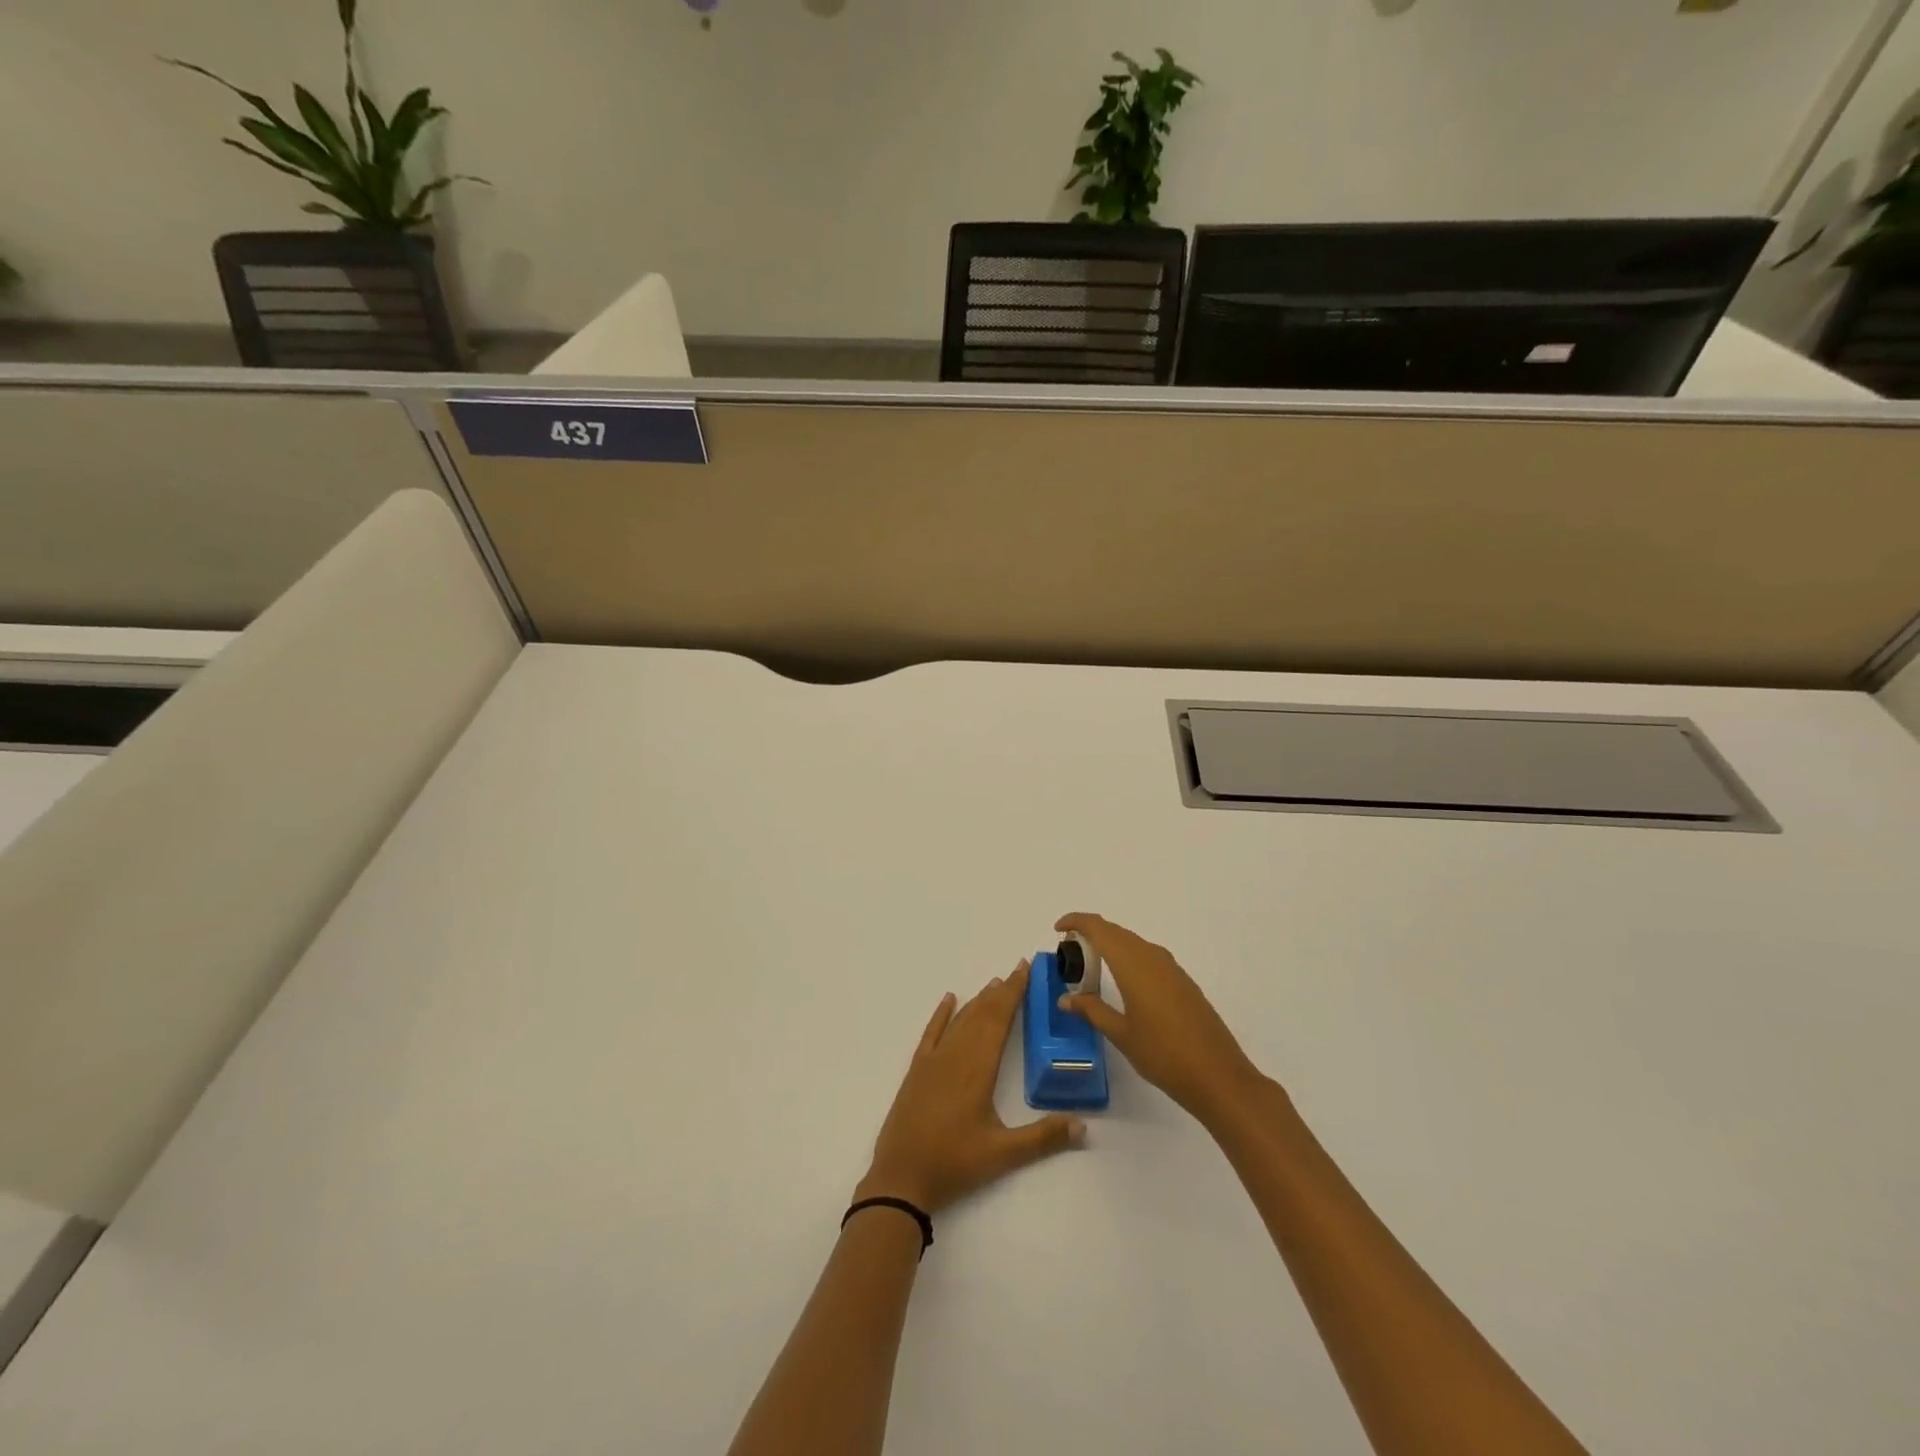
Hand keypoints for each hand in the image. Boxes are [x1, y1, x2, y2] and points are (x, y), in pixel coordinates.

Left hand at [857, 962, 1083, 1214]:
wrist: (901, 1177)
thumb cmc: (954, 1163)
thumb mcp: (1003, 1154)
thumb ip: (1043, 1138)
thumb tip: (1083, 1125)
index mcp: (978, 1068)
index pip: (999, 1020)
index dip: (1014, 993)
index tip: (1025, 969)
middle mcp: (955, 1055)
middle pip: (982, 1014)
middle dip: (1001, 991)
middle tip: (1018, 970)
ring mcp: (933, 1061)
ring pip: (960, 1020)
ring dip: (978, 1000)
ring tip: (995, 984)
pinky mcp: (917, 1071)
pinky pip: (931, 1033)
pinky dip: (941, 1014)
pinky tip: (949, 999)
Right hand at [1055, 913, 1263, 1125]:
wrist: (1218, 1076)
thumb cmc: (1163, 1054)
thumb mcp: (1121, 1034)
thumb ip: (1092, 1010)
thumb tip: (1065, 999)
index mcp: (1133, 964)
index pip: (1099, 928)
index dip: (1076, 921)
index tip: (1057, 929)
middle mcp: (1152, 956)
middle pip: (1116, 931)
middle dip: (1091, 933)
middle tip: (1070, 951)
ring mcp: (1171, 968)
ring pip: (1133, 942)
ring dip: (1111, 944)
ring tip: (1092, 964)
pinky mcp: (1183, 981)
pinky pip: (1148, 955)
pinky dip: (1128, 957)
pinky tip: (1123, 980)